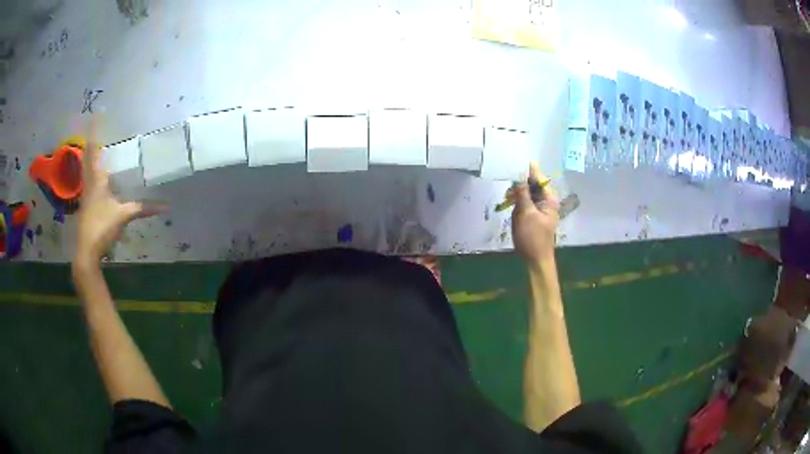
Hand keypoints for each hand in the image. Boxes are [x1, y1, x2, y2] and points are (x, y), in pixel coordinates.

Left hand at [75, 118, 165, 264]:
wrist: (86, 251)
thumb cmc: (102, 227)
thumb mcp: (124, 215)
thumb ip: (143, 208)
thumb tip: (166, 206)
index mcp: (96, 179)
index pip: (93, 150)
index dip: (94, 132)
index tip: (95, 114)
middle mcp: (89, 183)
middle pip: (87, 157)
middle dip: (91, 142)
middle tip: (96, 127)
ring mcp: (86, 195)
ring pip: (87, 170)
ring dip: (90, 157)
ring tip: (98, 147)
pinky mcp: (86, 206)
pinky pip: (89, 182)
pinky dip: (93, 174)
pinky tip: (99, 178)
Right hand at [510, 162, 559, 262]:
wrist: (536, 261)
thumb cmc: (533, 238)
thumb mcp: (526, 214)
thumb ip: (522, 194)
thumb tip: (519, 177)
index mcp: (549, 200)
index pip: (540, 179)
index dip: (530, 170)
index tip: (521, 159)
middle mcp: (546, 202)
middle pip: (534, 186)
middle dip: (521, 184)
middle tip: (509, 184)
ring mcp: (541, 210)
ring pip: (528, 195)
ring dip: (518, 194)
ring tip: (508, 196)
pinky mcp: (534, 217)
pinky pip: (526, 204)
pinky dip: (519, 203)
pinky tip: (511, 204)